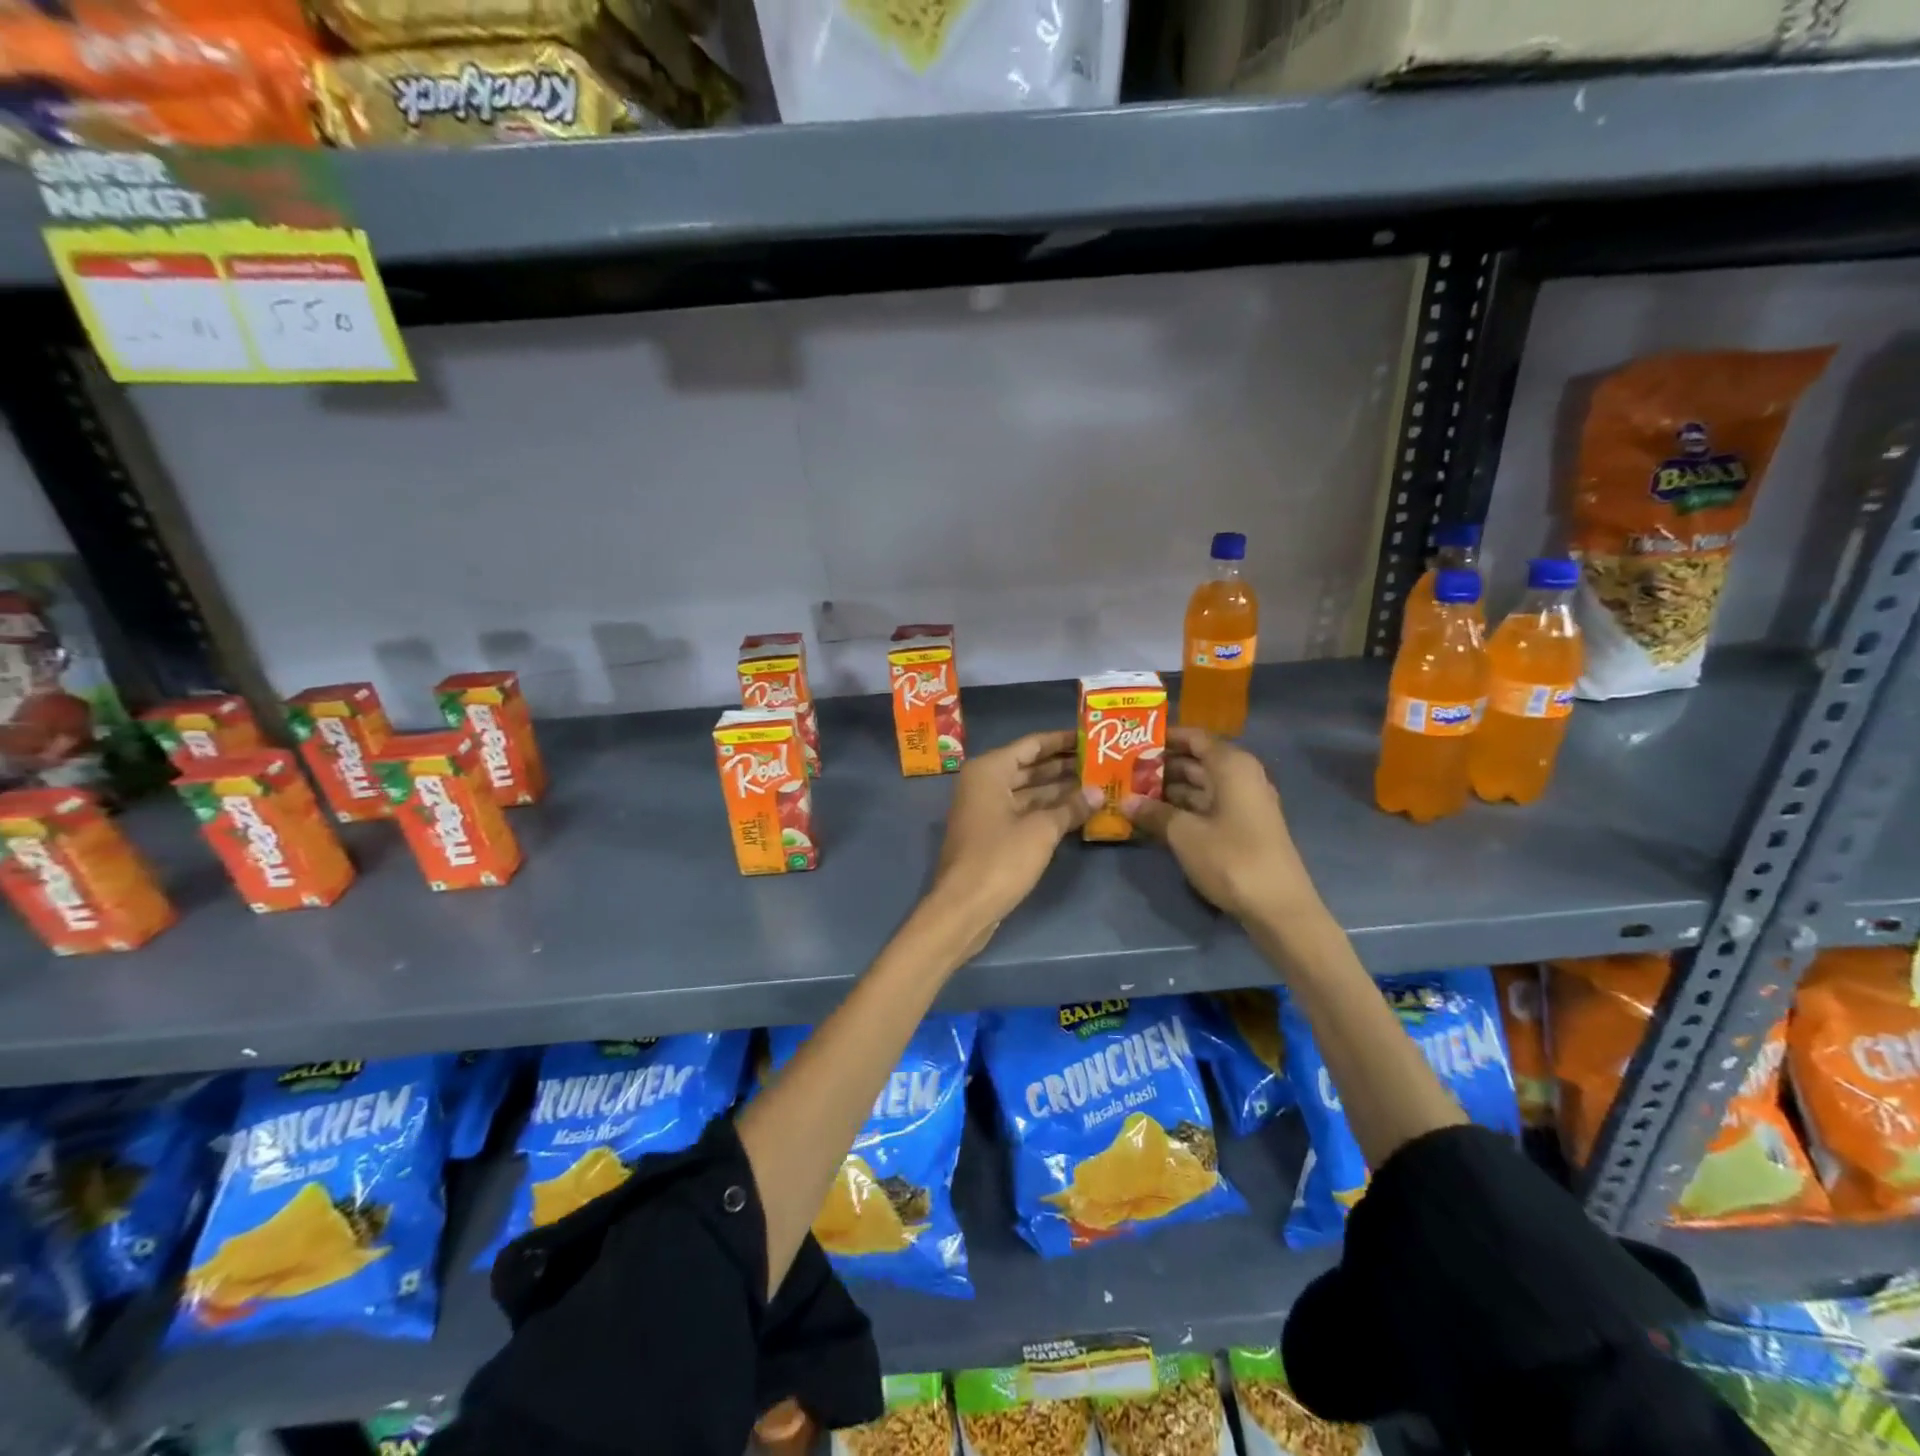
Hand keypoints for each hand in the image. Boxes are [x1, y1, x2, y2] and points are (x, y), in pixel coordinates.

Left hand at [930, 729, 1097, 948]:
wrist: (963, 908)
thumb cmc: (999, 859)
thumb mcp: (1041, 831)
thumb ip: (1070, 807)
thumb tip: (1098, 792)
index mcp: (990, 770)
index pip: (1032, 745)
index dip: (1062, 740)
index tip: (1092, 737)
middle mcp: (984, 783)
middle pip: (1030, 767)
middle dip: (1064, 766)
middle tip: (1102, 762)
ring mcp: (986, 810)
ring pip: (1028, 792)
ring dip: (1059, 791)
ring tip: (1097, 785)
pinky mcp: (991, 834)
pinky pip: (1023, 812)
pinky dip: (1047, 811)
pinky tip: (1077, 812)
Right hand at [1121, 726, 1319, 927]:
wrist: (1279, 907)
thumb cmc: (1232, 858)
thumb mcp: (1184, 834)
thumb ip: (1154, 813)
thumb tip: (1125, 801)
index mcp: (1232, 766)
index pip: (1195, 738)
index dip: (1165, 738)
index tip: (1133, 742)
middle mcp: (1242, 777)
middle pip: (1197, 761)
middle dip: (1162, 766)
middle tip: (1125, 771)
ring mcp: (1245, 804)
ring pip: (1201, 786)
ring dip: (1170, 790)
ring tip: (1133, 794)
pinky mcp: (1244, 828)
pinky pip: (1208, 806)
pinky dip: (1184, 809)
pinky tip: (1156, 818)